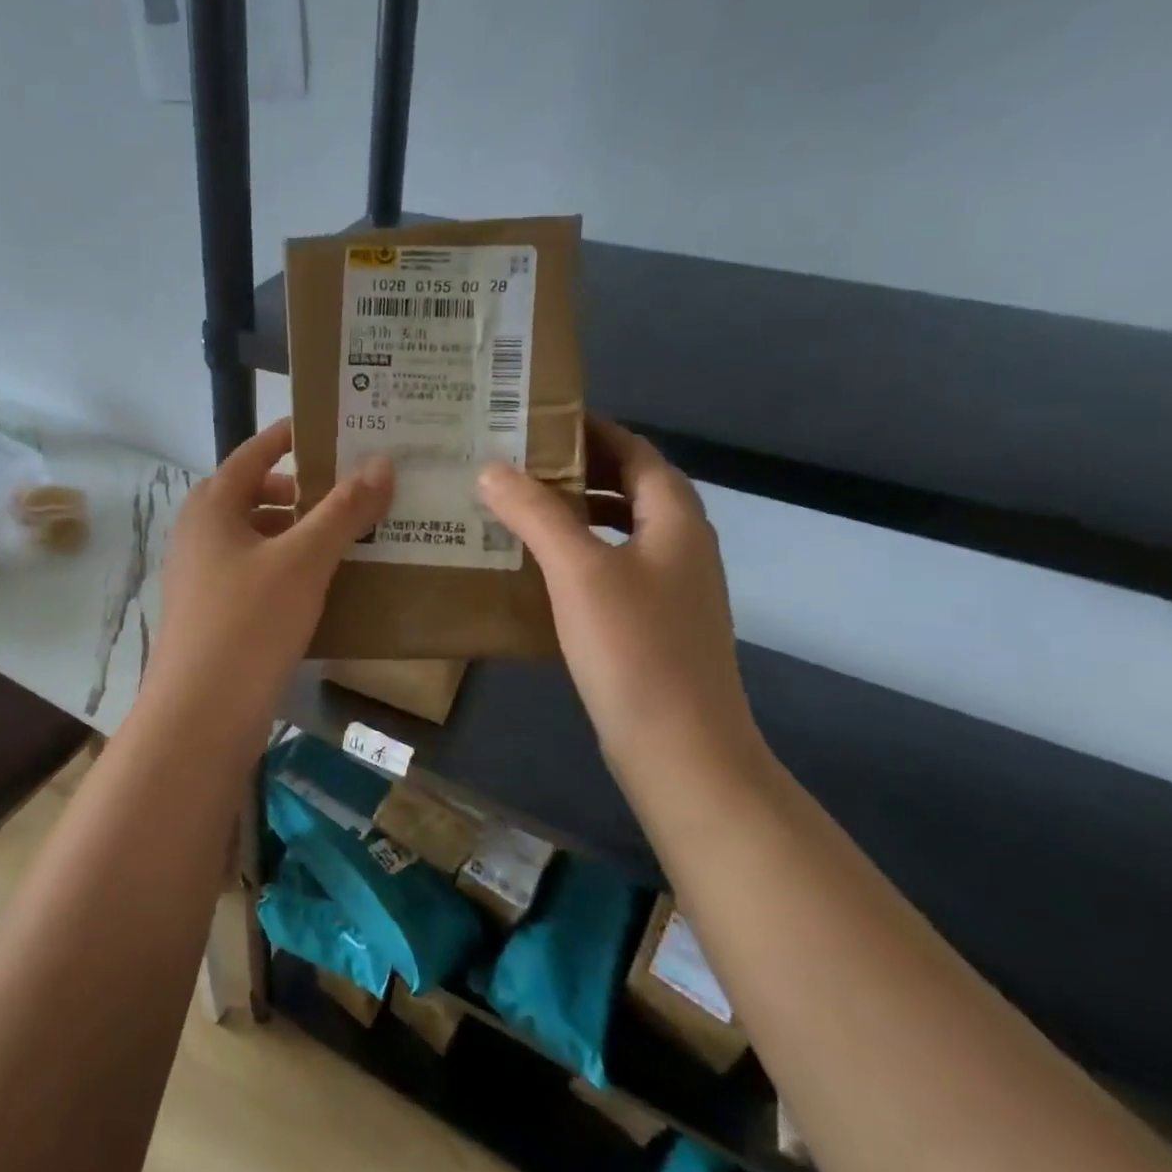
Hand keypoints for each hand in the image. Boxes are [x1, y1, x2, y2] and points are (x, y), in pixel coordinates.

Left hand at [144, 419, 392, 742]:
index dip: (291, 436)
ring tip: (349, 536)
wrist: (200, 715)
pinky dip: (288, 567)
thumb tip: (382, 463)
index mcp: (212, 506)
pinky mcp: (214, 613)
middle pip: (256, 494)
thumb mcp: (303, 560)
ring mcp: (203, 575)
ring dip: (299, 532)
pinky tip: (324, 583)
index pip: (254, 452)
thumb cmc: (248, 622)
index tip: (334, 429)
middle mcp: (201, 533)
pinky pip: (256, 573)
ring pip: (258, 537)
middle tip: (353, 490)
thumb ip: (342, 511)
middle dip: (303, 490)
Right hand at [477, 417, 752, 750]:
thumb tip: (491, 468)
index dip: (593, 431)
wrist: (680, 750)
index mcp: (675, 520)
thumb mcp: (579, 570)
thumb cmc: (634, 648)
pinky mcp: (653, 624)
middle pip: (630, 487)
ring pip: (619, 529)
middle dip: (577, 469)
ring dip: (575, 512)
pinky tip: (537, 569)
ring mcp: (670, 589)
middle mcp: (680, 546)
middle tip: (515, 461)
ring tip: (517, 507)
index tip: (538, 421)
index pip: (637, 451)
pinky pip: (612, 567)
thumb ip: (537, 512)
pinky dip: (578, 553)